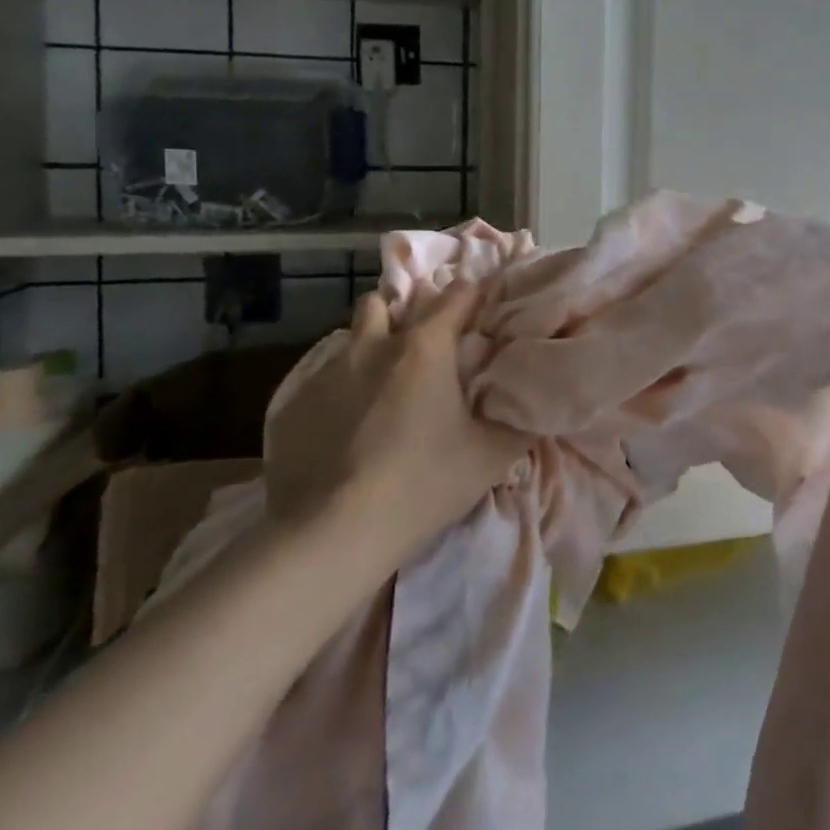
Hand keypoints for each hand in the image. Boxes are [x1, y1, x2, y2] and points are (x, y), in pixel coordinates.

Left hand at [266, 281, 530, 536]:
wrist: (332, 534)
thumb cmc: (423, 482)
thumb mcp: (492, 455)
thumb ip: (520, 420)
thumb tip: (535, 401)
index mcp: (424, 347)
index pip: (456, 294)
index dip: (473, 297)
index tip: (482, 313)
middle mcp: (373, 346)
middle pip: (385, 300)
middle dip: (405, 312)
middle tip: (424, 346)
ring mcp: (328, 373)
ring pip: (351, 338)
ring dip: (369, 347)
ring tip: (383, 384)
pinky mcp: (294, 405)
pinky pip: (323, 380)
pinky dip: (340, 390)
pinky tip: (347, 427)